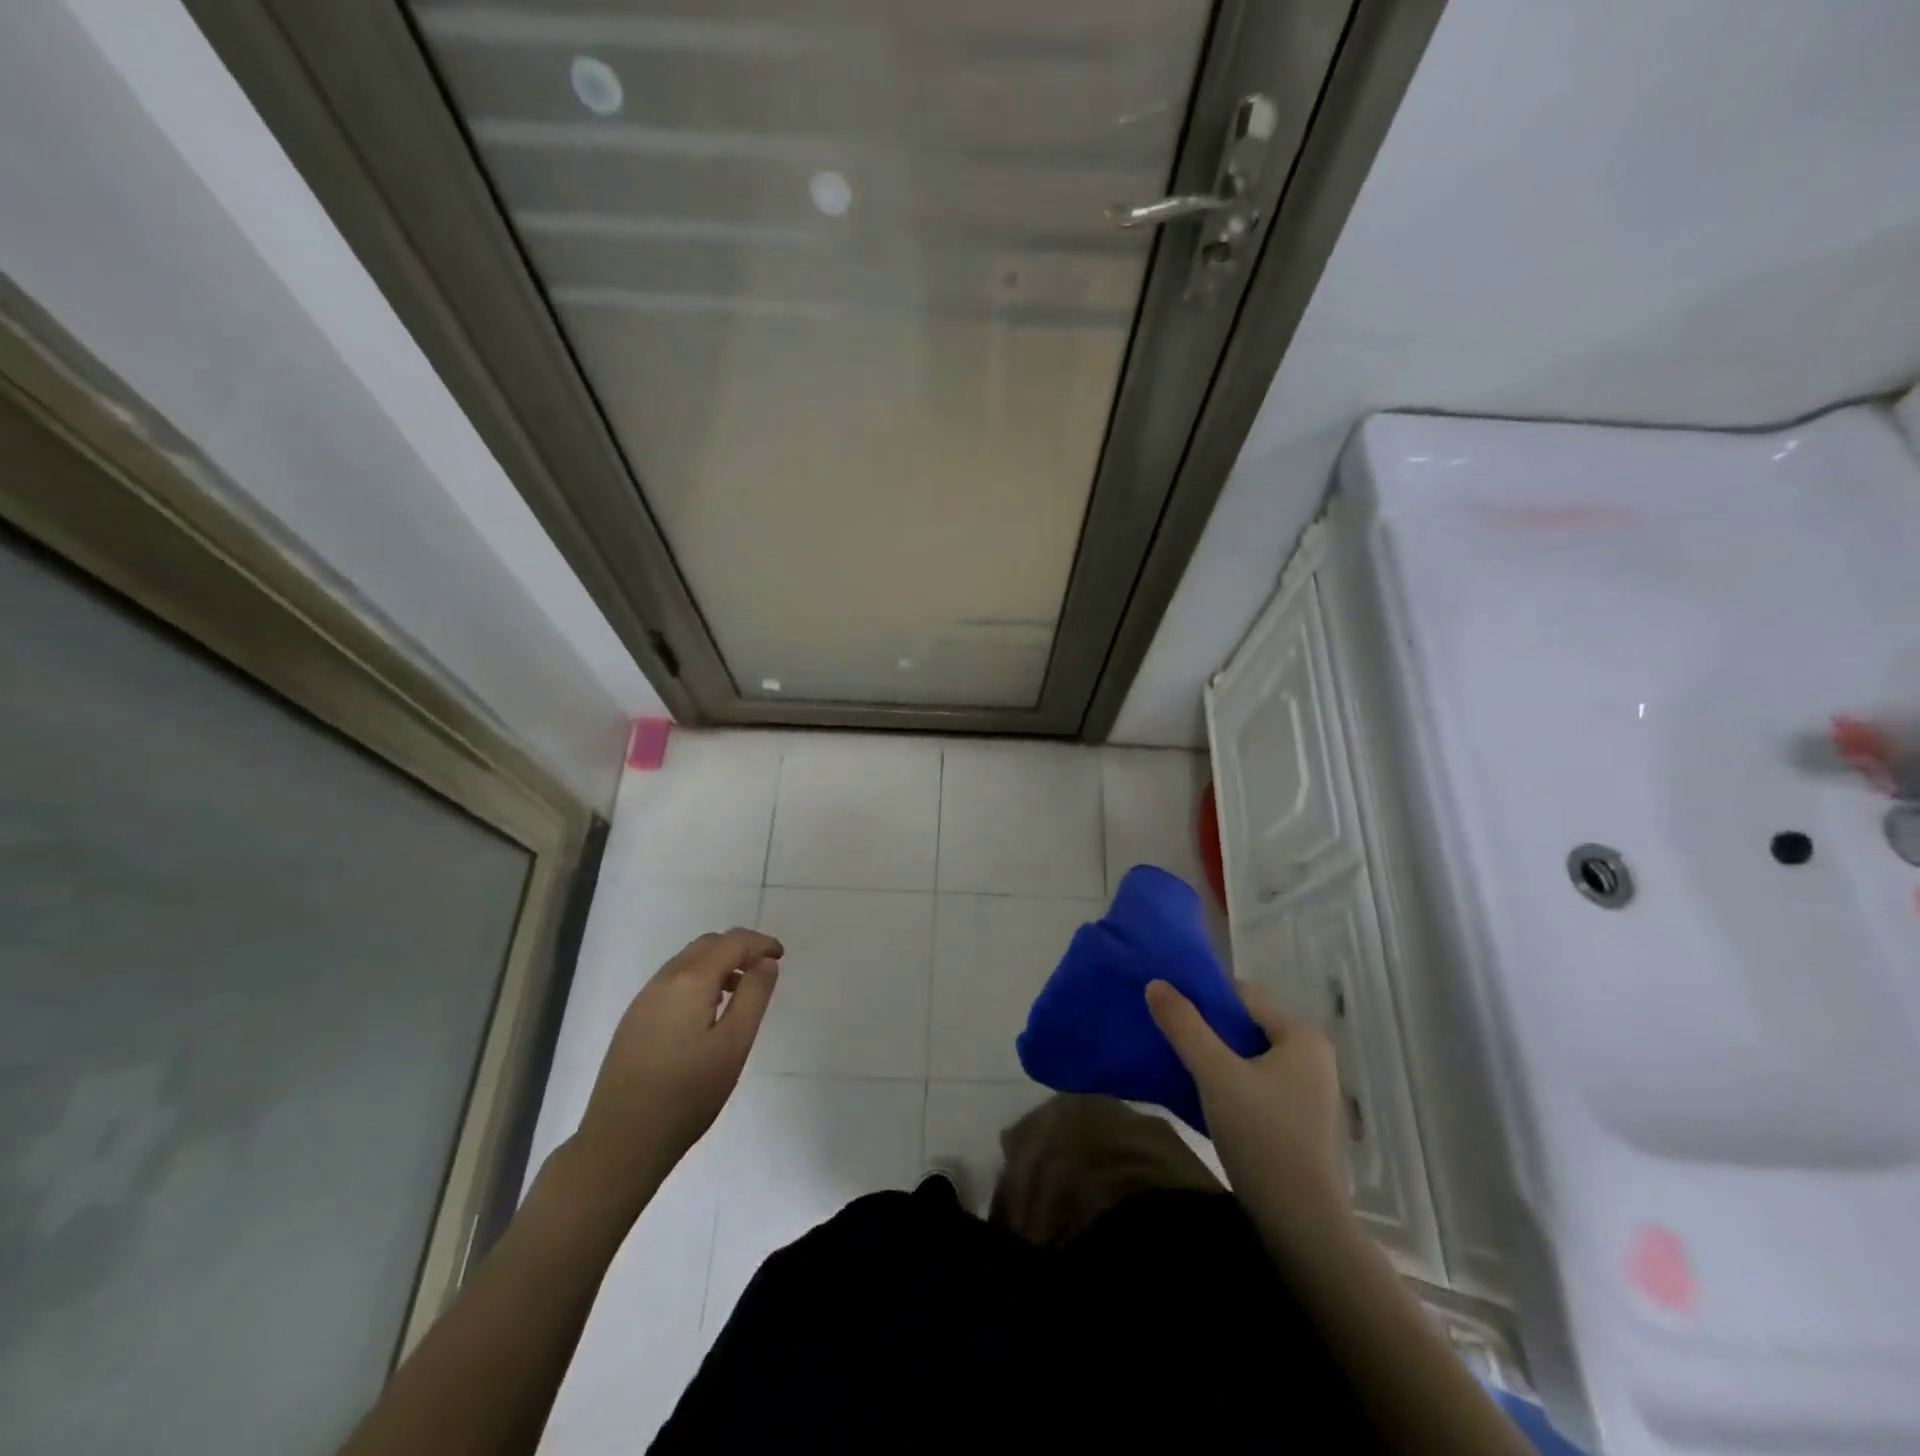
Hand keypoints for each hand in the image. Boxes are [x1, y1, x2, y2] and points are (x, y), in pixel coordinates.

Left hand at [572, 928, 783, 1204]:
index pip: (732, 942)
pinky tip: (707, 1013)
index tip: (781, 956)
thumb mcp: (734, 1044)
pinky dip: (698, 980)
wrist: (621, 1141)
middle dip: (739, 948)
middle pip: (707, 945)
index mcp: (691, 981)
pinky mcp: (633, 1020)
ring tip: (740, 991)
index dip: (760, 943)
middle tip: (763, 970)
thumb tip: (765, 962)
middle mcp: (664, 980)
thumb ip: (754, 996)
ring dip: (718, 964)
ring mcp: (644, 1000)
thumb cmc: (688, 1093)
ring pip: (687, 962)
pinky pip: (673, 982)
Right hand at [1146, 977, 1350, 1246]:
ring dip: (1213, 1055)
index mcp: (1302, 1035)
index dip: (1203, 996)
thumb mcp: (1215, 1075)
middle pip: (1245, 1023)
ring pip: (1247, 1054)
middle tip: (1165, 1032)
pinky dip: (1227, 1080)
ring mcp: (1307, 1089)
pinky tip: (1199, 1093)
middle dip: (1205, 1026)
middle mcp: (1311, 1055)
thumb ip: (1184, 1026)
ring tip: (1175, 1060)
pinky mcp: (1298, 1118)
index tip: (1166, 1006)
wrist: (1302, 1226)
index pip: (1243, 994)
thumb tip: (1155, 983)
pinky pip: (1254, 1081)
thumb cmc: (1263, 1138)